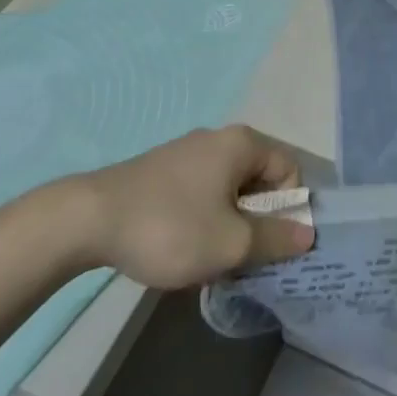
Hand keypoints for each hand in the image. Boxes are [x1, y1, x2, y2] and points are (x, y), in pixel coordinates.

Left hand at [59, 127, 315, 289]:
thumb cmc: (171, 228)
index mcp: (243, 143)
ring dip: (228, 224)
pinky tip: (180, 246)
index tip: (267, 246)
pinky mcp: (162, 169)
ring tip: (205, 257)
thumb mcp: (231, 243)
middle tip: (237, 258)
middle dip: (255, 221)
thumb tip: (308, 234)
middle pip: (259, 180)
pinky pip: (201, 191)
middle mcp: (219, 138)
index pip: (289, 171)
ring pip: (228, 189)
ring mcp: (187, 151)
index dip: (287, 211)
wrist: (88, 221)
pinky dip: (202, 218)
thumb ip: (275, 239)